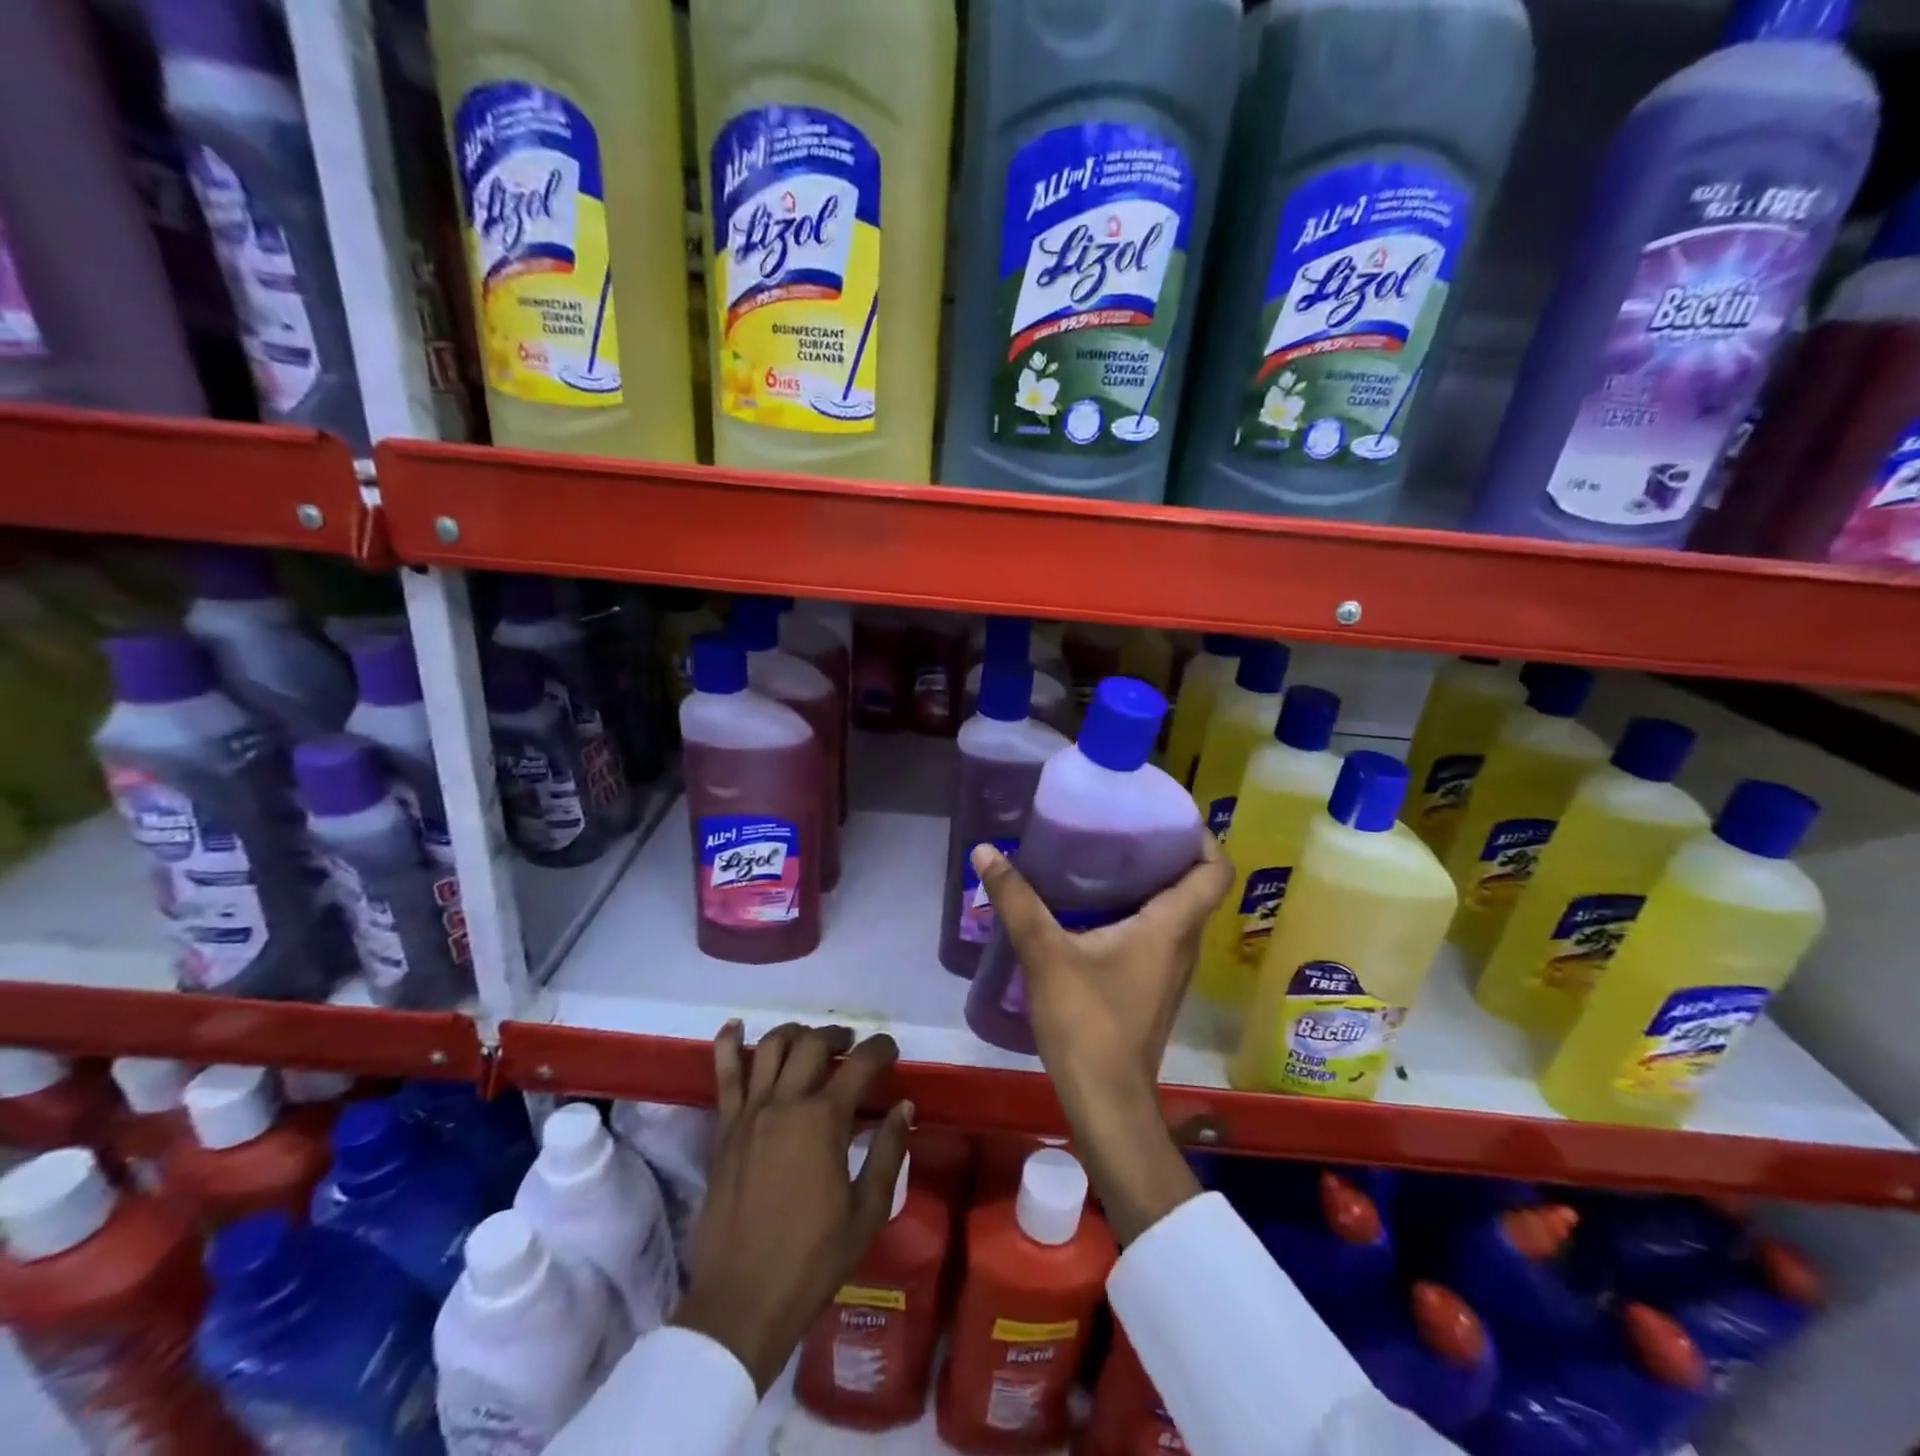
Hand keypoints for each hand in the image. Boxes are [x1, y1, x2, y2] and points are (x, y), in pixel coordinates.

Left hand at [673, 1021, 912, 1391]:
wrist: (742, 1301)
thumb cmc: (813, 1260)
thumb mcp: (867, 1212)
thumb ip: (889, 1152)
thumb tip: (904, 1106)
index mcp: (824, 1121)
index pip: (860, 1064)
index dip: (881, 1049)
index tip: (891, 1050)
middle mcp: (786, 1103)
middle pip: (814, 1044)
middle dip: (839, 1037)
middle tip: (852, 1047)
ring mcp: (750, 1112)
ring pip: (772, 1047)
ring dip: (796, 1033)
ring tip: (810, 1040)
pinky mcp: (724, 1128)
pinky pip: (725, 1075)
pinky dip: (730, 1044)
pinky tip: (736, 1026)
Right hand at [970, 834, 1232, 1243]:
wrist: (1106, 1100)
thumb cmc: (1087, 1021)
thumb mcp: (1045, 954)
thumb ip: (1016, 901)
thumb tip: (986, 852)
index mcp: (1172, 926)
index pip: (1215, 870)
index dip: (1200, 836)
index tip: (1165, 814)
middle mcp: (1183, 943)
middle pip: (1195, 885)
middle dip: (1166, 851)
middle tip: (1123, 826)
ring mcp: (1171, 969)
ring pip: (1177, 911)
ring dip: (1152, 882)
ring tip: (1106, 857)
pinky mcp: (1154, 987)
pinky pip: (1159, 934)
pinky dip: (1139, 911)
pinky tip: (1095, 909)